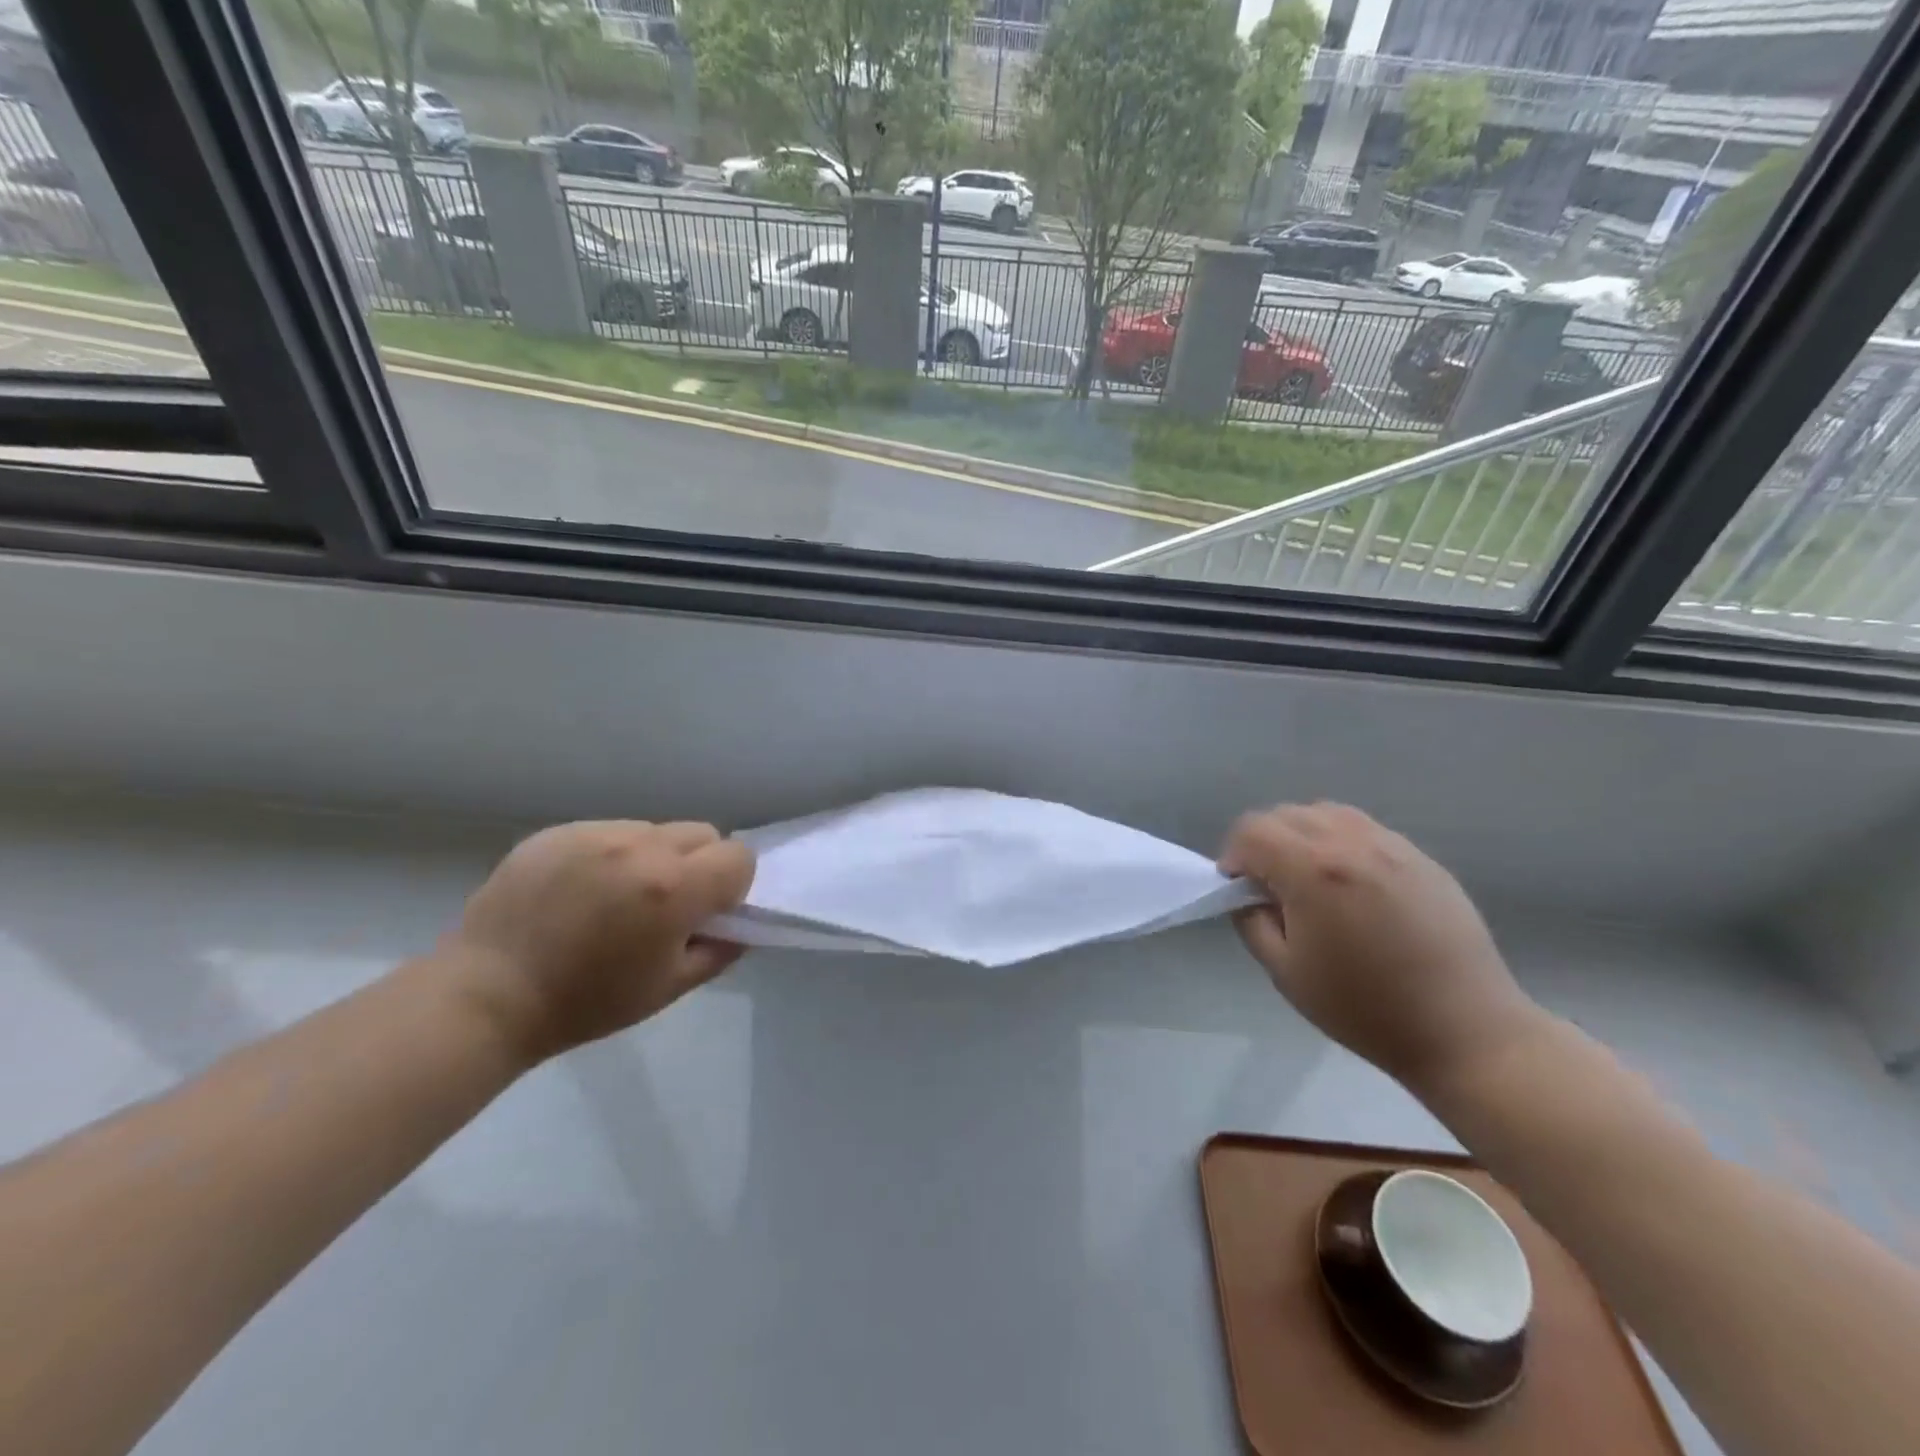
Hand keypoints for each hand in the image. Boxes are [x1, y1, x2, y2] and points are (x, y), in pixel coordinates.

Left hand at [442, 820, 754, 1063]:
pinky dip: (609, 854)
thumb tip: (738, 926)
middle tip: (664, 905)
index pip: (739, 857)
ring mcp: (597, 833)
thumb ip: (719, 951)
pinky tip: (578, 890)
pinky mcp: (559, 831)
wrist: (487, 995)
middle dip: (698, 865)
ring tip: (614, 897)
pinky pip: (609, 830)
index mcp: (674, 887)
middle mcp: (642, 847)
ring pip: (655, 830)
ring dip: (653, 857)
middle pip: (702, 833)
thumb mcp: (668, 989)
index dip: (731, 886)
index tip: (705, 914)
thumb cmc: (586, 1002)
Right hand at [1219, 802, 1547, 1096]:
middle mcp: (1351, 843)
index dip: (1233, 856)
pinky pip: (1364, 829)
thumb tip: (1247, 893)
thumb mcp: (1285, 972)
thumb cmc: (1364, 1008)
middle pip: (1285, 814)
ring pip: (1326, 813)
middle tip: (1271, 888)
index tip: (1240, 891)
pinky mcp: (1421, 858)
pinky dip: (1340, 842)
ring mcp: (1392, 846)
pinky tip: (1352, 886)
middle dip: (1264, 843)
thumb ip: (1252, 921)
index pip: (1252, 830)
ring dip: (1302, 836)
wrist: (1464, 1031)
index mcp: (1313, 870)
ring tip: (1311, 881)